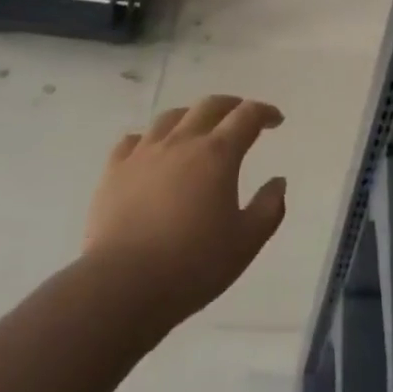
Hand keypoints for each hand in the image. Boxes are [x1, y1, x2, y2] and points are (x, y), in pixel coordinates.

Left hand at [83, 94, 287, 327]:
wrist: (122, 286)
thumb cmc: (192, 265)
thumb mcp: (246, 243)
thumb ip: (269, 208)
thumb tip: (278, 181)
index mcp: (218, 154)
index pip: (247, 116)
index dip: (264, 112)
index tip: (275, 120)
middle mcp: (182, 142)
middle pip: (209, 106)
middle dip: (231, 105)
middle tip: (242, 116)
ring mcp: (144, 153)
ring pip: (171, 117)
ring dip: (192, 116)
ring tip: (198, 128)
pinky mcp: (114, 171)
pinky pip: (133, 140)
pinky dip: (149, 138)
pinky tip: (153, 151)